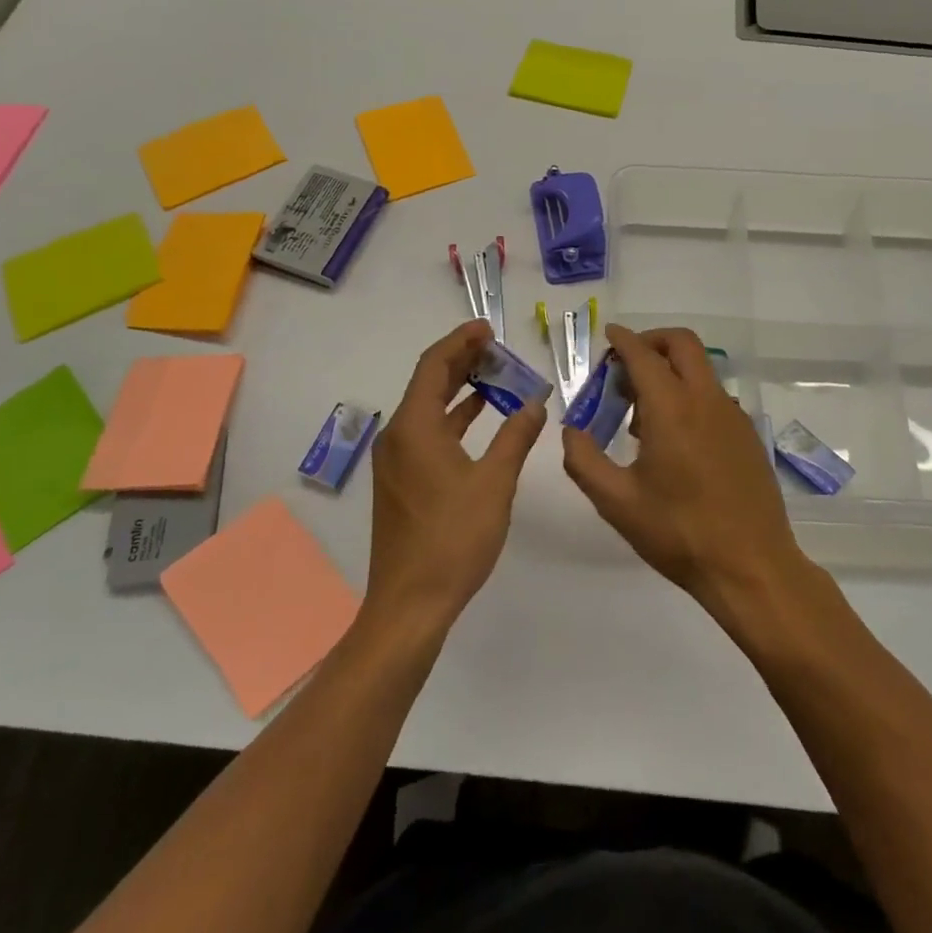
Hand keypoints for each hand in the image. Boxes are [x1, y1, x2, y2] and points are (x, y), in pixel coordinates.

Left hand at [365, 320, 546, 630]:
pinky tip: (479, 417)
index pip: (434, 366)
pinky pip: (427, 432)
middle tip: (497, 348)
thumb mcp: (495, 484)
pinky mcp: (401, 481)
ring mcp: (396, 461)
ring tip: (495, 375)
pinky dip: (454, 418)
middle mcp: (398, 436)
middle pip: (428, 383)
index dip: (460, 342)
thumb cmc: (453, 538)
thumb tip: (535, 403)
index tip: (487, 329)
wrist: (410, 603)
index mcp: (415, 428)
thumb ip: (516, 437)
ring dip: (459, 390)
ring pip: (428, 409)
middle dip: (462, 361)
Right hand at [562, 325, 808, 614]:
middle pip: (682, 344)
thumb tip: (571, 431)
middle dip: (652, 341)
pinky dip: (690, 395)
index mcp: (672, 408)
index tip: (608, 336)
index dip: (623, 340)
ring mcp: (732, 416)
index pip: (643, 355)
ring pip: (700, 370)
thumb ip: (584, 461)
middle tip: (626, 366)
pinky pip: (714, 397)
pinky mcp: (748, 435)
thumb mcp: (617, 502)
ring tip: (642, 414)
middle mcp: (706, 400)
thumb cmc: (679, 533)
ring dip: (671, 371)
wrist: (751, 566)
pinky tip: (675, 439)